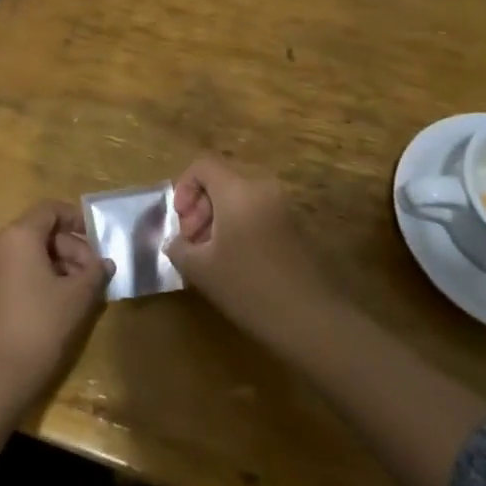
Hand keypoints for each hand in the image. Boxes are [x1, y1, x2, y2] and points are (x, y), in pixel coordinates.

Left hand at [0, 201, 112, 420]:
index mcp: (18, 235)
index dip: (76, 219)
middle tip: (94, 275)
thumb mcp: (76, 298)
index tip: (98, 239)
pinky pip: (18, 267)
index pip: (50, 210)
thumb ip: (94, 273)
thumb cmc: (38, 327)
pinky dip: (40, 275)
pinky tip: (59, 301)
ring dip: (58, 263)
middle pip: (41, 230)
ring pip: (30, 250)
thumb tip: (105, 262)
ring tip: (81, 292)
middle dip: (71, 248)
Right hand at [166, 153, 335, 344]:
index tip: (180, 221)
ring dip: (218, 220)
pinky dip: (239, 228)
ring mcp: (283, 207)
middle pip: (221, 181)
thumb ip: (179, 248)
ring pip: (239, 199)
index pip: (203, 165)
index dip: (183, 187)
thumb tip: (174, 241)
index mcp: (237, 190)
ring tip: (210, 256)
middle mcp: (262, 189)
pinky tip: (235, 263)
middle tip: (191, 243)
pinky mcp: (295, 227)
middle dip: (199, 208)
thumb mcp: (201, 270)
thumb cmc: (249, 288)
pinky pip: (257, 213)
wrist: (311, 320)